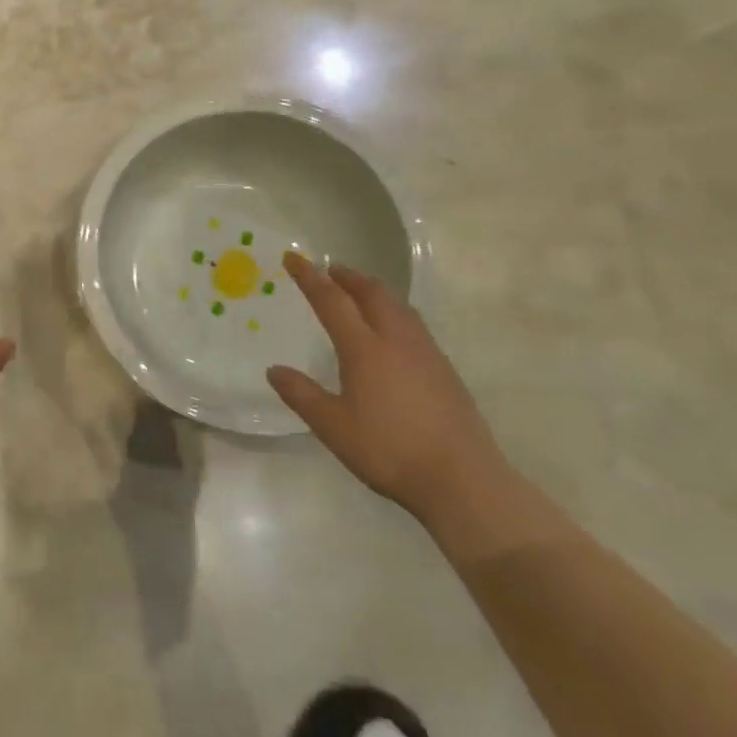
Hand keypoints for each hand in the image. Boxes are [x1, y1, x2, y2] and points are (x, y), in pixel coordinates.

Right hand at [267, 252, 509, 520]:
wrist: (462, 479)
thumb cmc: (389, 451)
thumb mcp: (333, 427)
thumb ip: (302, 395)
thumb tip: (274, 370)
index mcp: (364, 349)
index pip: (331, 301)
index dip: (310, 277)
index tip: (293, 257)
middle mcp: (396, 341)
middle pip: (372, 294)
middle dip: (348, 277)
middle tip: (330, 269)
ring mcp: (426, 354)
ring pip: (398, 306)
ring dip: (375, 291)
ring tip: (360, 291)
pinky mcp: (445, 371)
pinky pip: (414, 324)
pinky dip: (395, 311)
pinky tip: (394, 330)